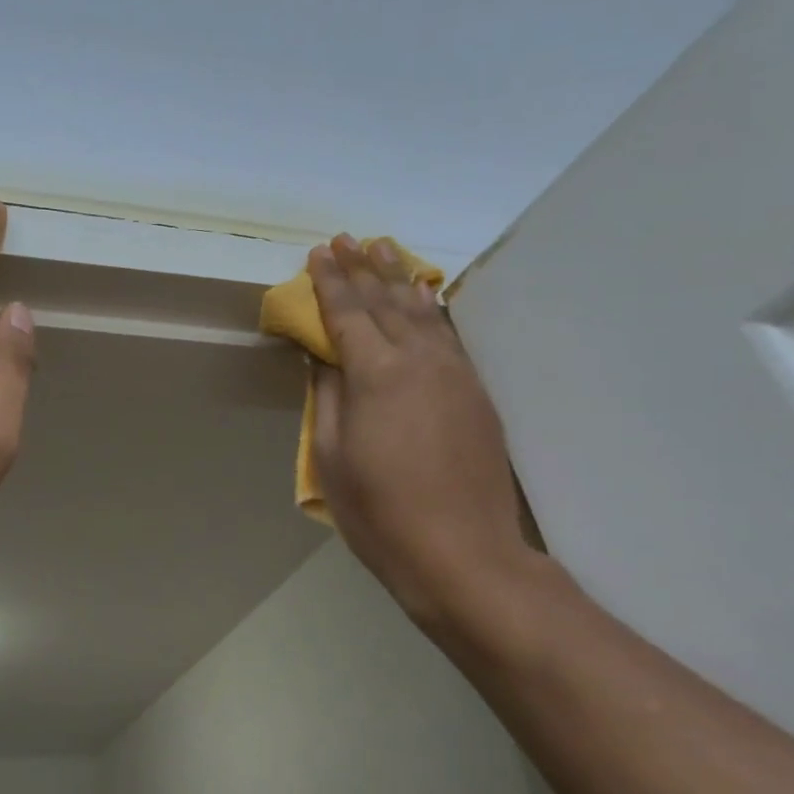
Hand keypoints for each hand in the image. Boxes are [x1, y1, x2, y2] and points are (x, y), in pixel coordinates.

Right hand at [308, 235, 535, 629]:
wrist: (464, 554)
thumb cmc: (381, 513)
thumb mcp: (333, 458)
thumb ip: (328, 397)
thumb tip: (324, 355)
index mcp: (377, 374)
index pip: (347, 313)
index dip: (329, 282)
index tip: (318, 253)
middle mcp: (419, 360)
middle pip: (386, 302)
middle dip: (363, 268)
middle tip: (347, 239)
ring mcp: (455, 373)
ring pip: (422, 312)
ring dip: (399, 279)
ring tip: (384, 250)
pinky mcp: (475, 392)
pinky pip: (447, 334)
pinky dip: (429, 309)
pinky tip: (424, 297)